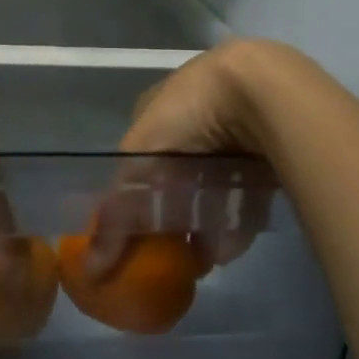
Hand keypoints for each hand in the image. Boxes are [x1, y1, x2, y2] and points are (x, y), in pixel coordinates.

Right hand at [91, 44, 279, 276]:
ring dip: (207, 221)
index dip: (135, 192)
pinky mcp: (265, 146)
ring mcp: (232, 128)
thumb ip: (118, 211)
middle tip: (174, 249)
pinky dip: (238, 216)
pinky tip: (233, 245)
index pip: (139, 154)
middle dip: (175, 213)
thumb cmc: (189, 114)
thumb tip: (92, 267)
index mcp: (158, 105)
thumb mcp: (141, 158)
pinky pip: (246, 187)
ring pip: (213, 183)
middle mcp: (193, 114)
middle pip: (178, 172)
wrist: (262, 90)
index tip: (139, 230)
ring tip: (206, 258)